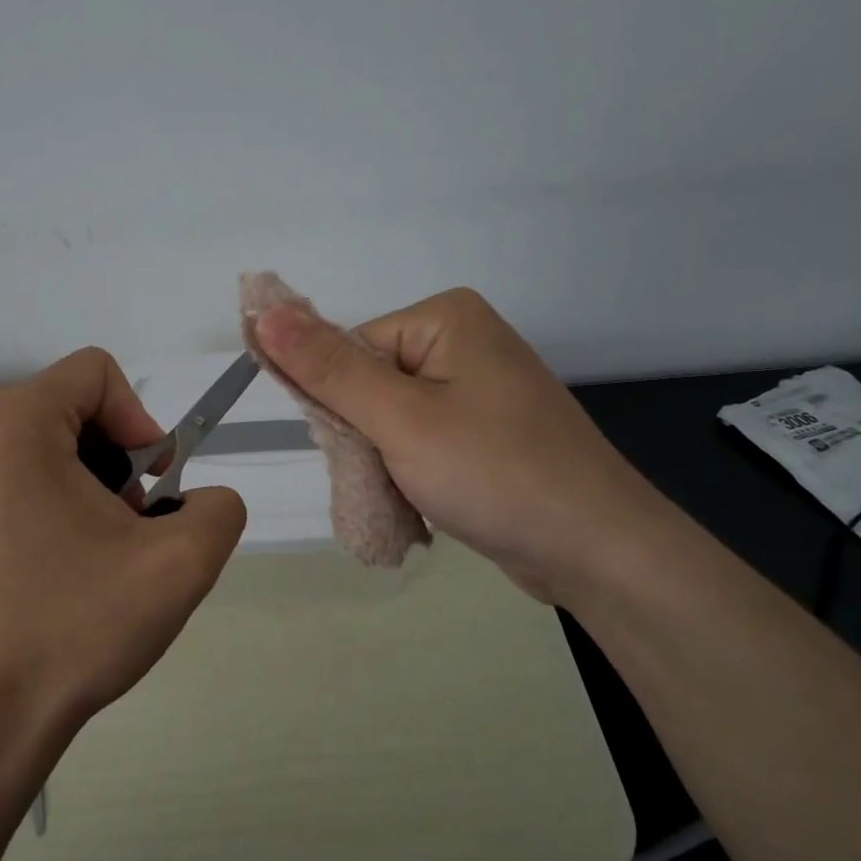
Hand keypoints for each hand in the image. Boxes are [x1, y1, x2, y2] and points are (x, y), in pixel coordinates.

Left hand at [0, 348, 246, 758]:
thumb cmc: (78, 626)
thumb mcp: (181, 562)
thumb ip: (219, 506)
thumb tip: (196, 499)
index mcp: (12, 423)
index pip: (97, 374)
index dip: (140, 421)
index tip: (149, 487)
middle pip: (68, 407)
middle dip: (113, 458)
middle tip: (125, 526)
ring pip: (38, 442)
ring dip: (80, 481)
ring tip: (90, 549)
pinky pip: (4, 474)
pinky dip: (41, 500)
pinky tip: (49, 563)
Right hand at [254, 288, 663, 607]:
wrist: (597, 550)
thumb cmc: (494, 472)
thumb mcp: (400, 418)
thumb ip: (327, 369)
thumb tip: (262, 310)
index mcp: (444, 317)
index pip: (349, 351)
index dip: (341, 406)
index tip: (361, 451)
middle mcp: (463, 342)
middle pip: (369, 385)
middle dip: (366, 439)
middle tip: (391, 479)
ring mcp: (480, 389)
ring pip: (391, 421)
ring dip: (386, 464)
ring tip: (413, 498)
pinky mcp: (487, 432)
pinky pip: (423, 442)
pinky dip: (412, 475)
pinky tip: (428, 504)